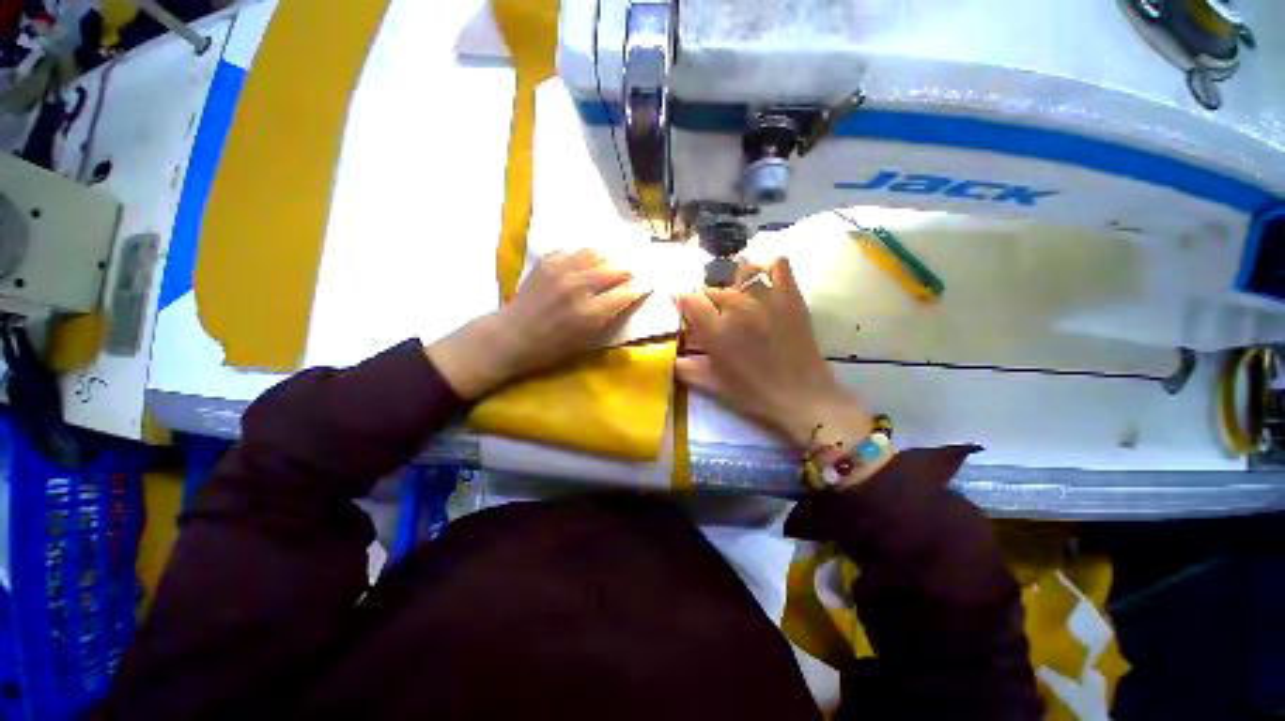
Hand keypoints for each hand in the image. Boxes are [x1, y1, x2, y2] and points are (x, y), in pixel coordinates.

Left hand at [427, 249, 644, 398]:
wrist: (512, 335)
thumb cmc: (552, 346)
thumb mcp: (588, 339)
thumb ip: (609, 316)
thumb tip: (627, 295)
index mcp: (591, 313)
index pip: (627, 291)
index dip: (641, 286)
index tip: (648, 283)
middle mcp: (579, 287)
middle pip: (617, 268)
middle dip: (629, 271)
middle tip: (632, 273)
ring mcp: (562, 270)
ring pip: (598, 252)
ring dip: (609, 259)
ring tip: (610, 264)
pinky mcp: (547, 260)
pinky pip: (574, 250)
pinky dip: (584, 257)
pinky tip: (583, 264)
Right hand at [675, 257, 870, 450]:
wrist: (801, 396)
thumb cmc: (754, 393)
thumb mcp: (714, 385)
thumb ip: (687, 369)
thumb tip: (671, 358)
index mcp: (715, 330)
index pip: (687, 299)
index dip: (682, 303)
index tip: (685, 312)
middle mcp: (736, 307)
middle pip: (711, 289)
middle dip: (706, 302)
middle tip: (714, 319)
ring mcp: (765, 297)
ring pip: (738, 274)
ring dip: (731, 284)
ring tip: (736, 299)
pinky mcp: (789, 295)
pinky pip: (777, 264)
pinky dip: (765, 264)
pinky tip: (760, 277)